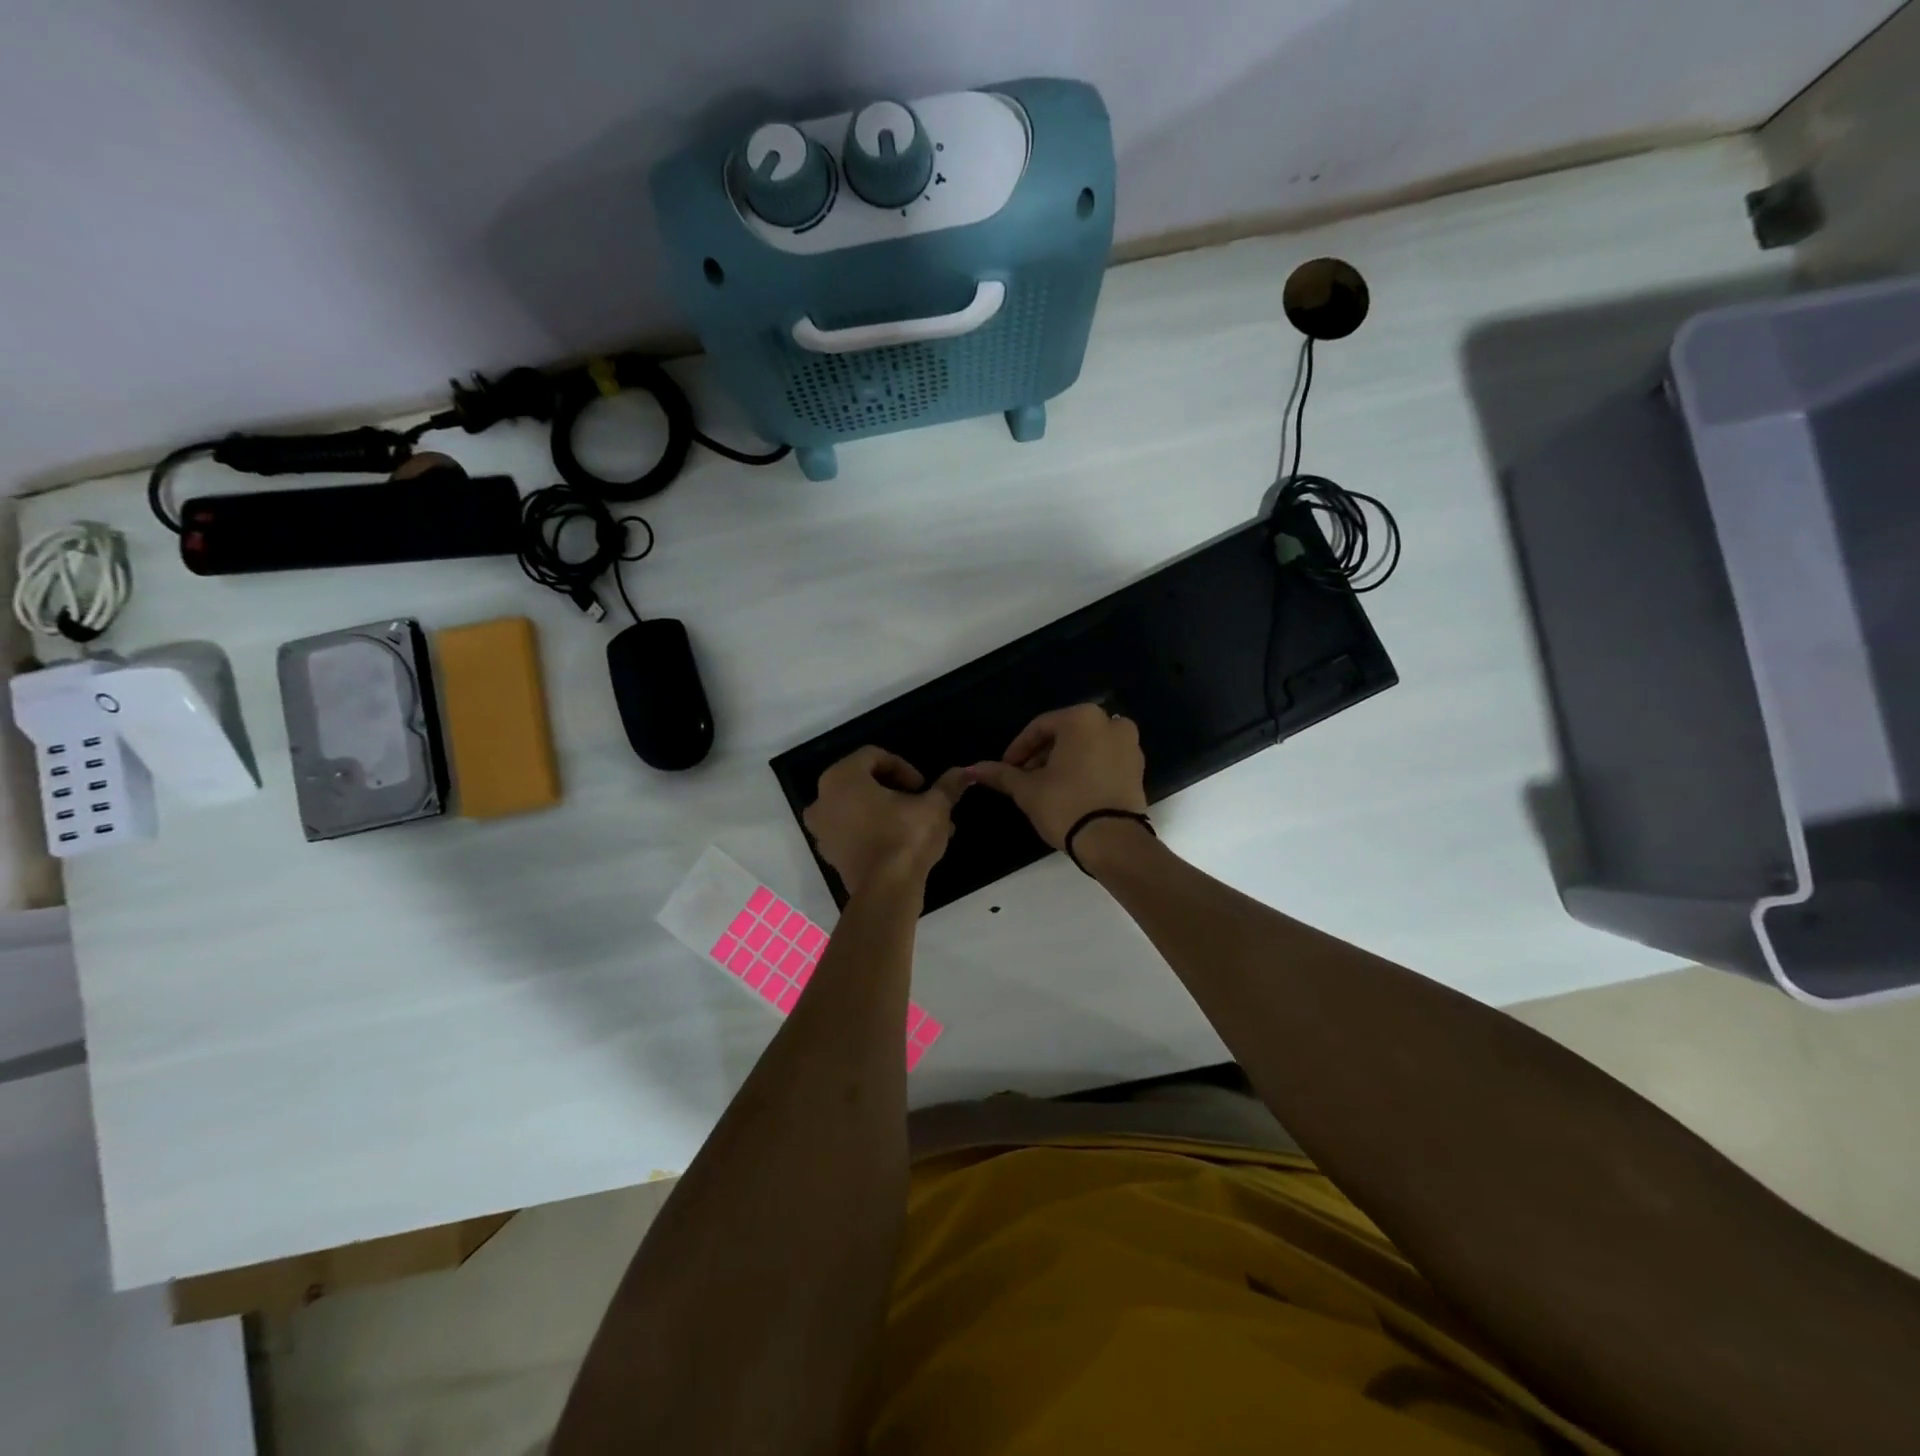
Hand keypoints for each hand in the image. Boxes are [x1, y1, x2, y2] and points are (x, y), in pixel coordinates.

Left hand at [803, 747, 969, 895]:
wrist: (886, 891)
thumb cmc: (906, 836)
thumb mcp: (934, 806)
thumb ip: (947, 785)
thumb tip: (966, 773)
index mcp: (842, 777)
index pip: (874, 756)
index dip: (904, 767)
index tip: (923, 787)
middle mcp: (823, 798)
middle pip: (864, 782)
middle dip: (897, 791)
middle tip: (922, 804)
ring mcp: (821, 829)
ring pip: (859, 808)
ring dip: (888, 812)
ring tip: (919, 826)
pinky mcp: (829, 854)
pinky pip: (852, 831)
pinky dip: (874, 831)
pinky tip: (904, 844)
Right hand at [966, 703, 1147, 849]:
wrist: (1112, 841)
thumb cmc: (1065, 805)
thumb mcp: (1028, 789)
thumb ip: (1002, 774)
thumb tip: (973, 769)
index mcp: (1082, 718)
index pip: (1039, 727)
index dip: (1018, 749)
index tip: (1005, 768)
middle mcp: (1110, 723)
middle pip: (1064, 734)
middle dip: (1041, 755)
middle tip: (1023, 778)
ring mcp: (1129, 745)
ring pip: (1085, 746)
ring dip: (1062, 762)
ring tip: (1044, 786)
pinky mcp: (1137, 769)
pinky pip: (1103, 760)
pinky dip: (1085, 769)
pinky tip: (1069, 790)